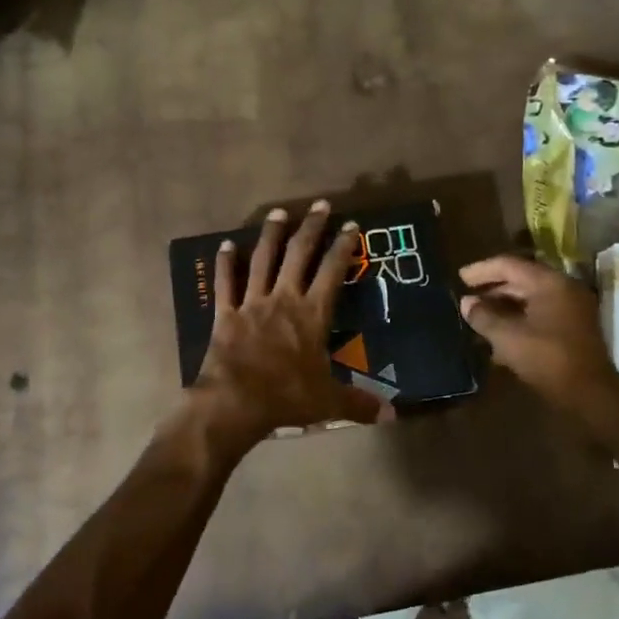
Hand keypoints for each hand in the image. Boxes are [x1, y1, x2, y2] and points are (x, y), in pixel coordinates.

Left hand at [189, 200, 385, 450]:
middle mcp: (284, 298)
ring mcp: (252, 302)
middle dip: (312, 227)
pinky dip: (225, 263)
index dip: (343, 247)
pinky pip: (225, 283)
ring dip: (272, 234)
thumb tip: (393, 415)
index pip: (333, 271)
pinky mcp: (226, 313)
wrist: (235, 402)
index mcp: (312, 314)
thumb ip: (359, 403)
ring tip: (278, 212)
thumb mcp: (328, 402)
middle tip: (320, 204)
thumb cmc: (286, 397)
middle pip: (299, 254)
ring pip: (263, 259)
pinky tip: (225, 245)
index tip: (351, 225)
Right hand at [458, 255, 618, 415]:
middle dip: (491, 288)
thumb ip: (483, 316)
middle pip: (521, 279)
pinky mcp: (572, 328)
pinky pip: (539, 314)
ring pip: (530, 298)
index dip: (482, 270)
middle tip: (466, 297)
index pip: (509, 265)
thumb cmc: (547, 358)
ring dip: (503, 306)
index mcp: (549, 283)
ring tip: (477, 316)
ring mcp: (571, 309)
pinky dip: (517, 319)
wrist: (589, 393)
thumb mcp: (507, 337)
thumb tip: (466, 302)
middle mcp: (563, 289)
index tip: (459, 277)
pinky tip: (497, 334)